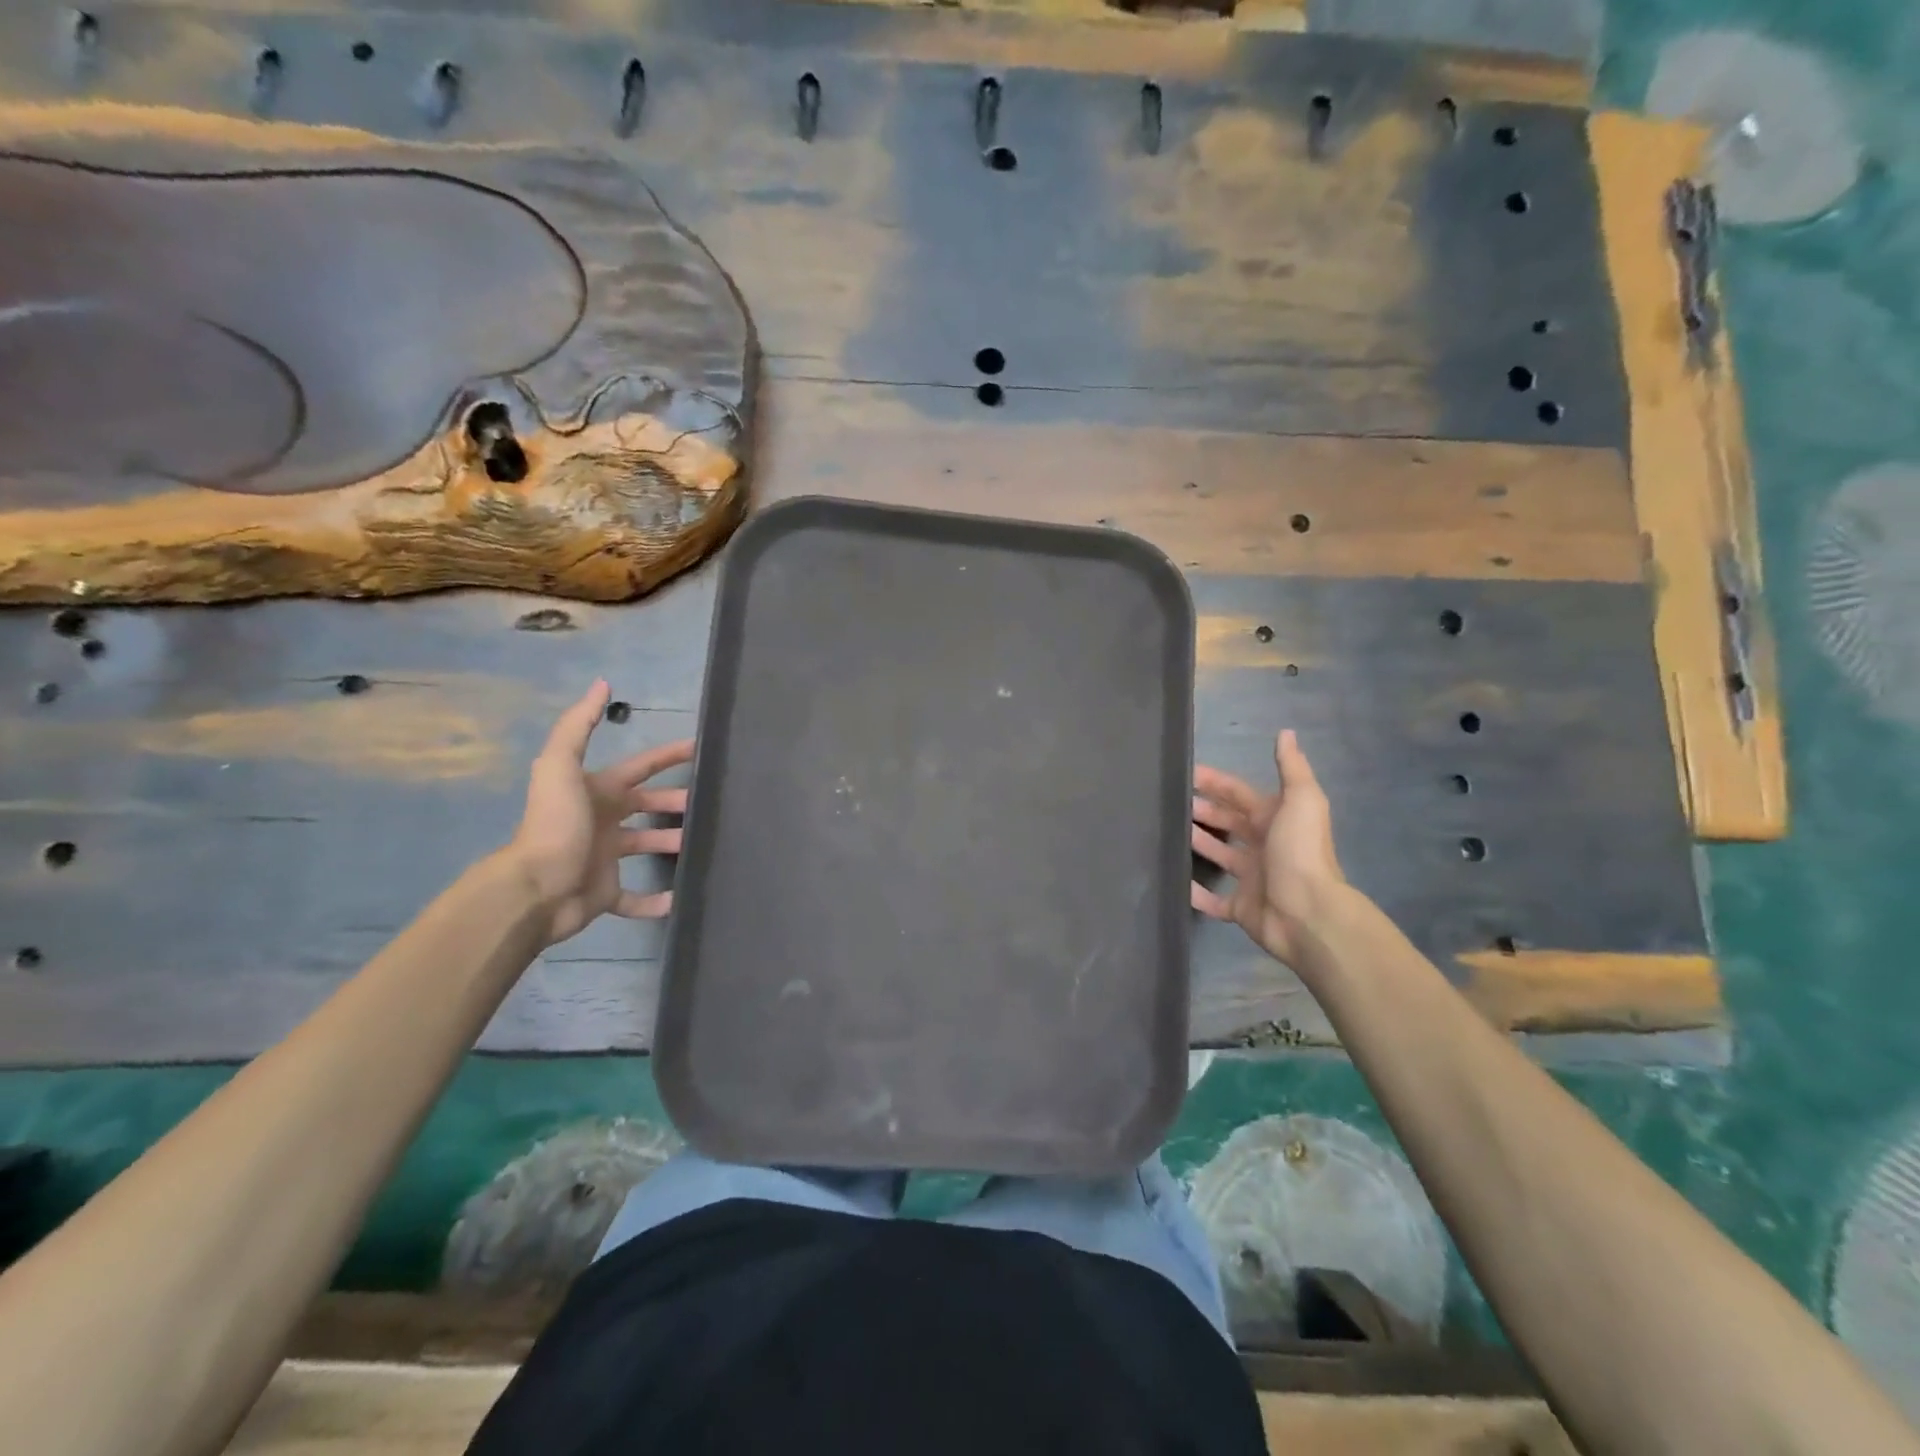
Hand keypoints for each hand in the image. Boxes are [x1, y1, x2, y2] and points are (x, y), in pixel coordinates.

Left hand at [506, 680, 693, 945]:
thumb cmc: (557, 824)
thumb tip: (601, 684)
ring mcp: (604, 859)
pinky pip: (635, 898)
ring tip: (701, 844)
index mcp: (597, 792)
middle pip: (646, 807)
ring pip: (645, 847)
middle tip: (707, 804)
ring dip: (670, 845)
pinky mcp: (605, 894)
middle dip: (674, 803)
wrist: (535, 887)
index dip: (668, 756)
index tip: (700, 749)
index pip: (640, 768)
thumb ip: (579, 725)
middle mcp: (602, 821)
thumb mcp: (561, 766)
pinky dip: (655, 901)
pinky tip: (679, 899)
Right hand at [1191, 730, 1345, 967]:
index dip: (1215, 783)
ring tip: (1168, 832)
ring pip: (1220, 857)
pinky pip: (1213, 901)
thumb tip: (1286, 732)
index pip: (1240, 794)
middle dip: (1204, 811)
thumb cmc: (1300, 852)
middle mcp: (1264, 847)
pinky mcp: (1241, 908)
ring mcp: (1252, 879)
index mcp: (1275, 820)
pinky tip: (1176, 882)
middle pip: (1229, 823)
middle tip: (1171, 802)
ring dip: (1199, 844)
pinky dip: (1196, 893)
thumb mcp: (1301, 801)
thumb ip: (1291, 768)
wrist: (1308, 914)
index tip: (1186, 773)